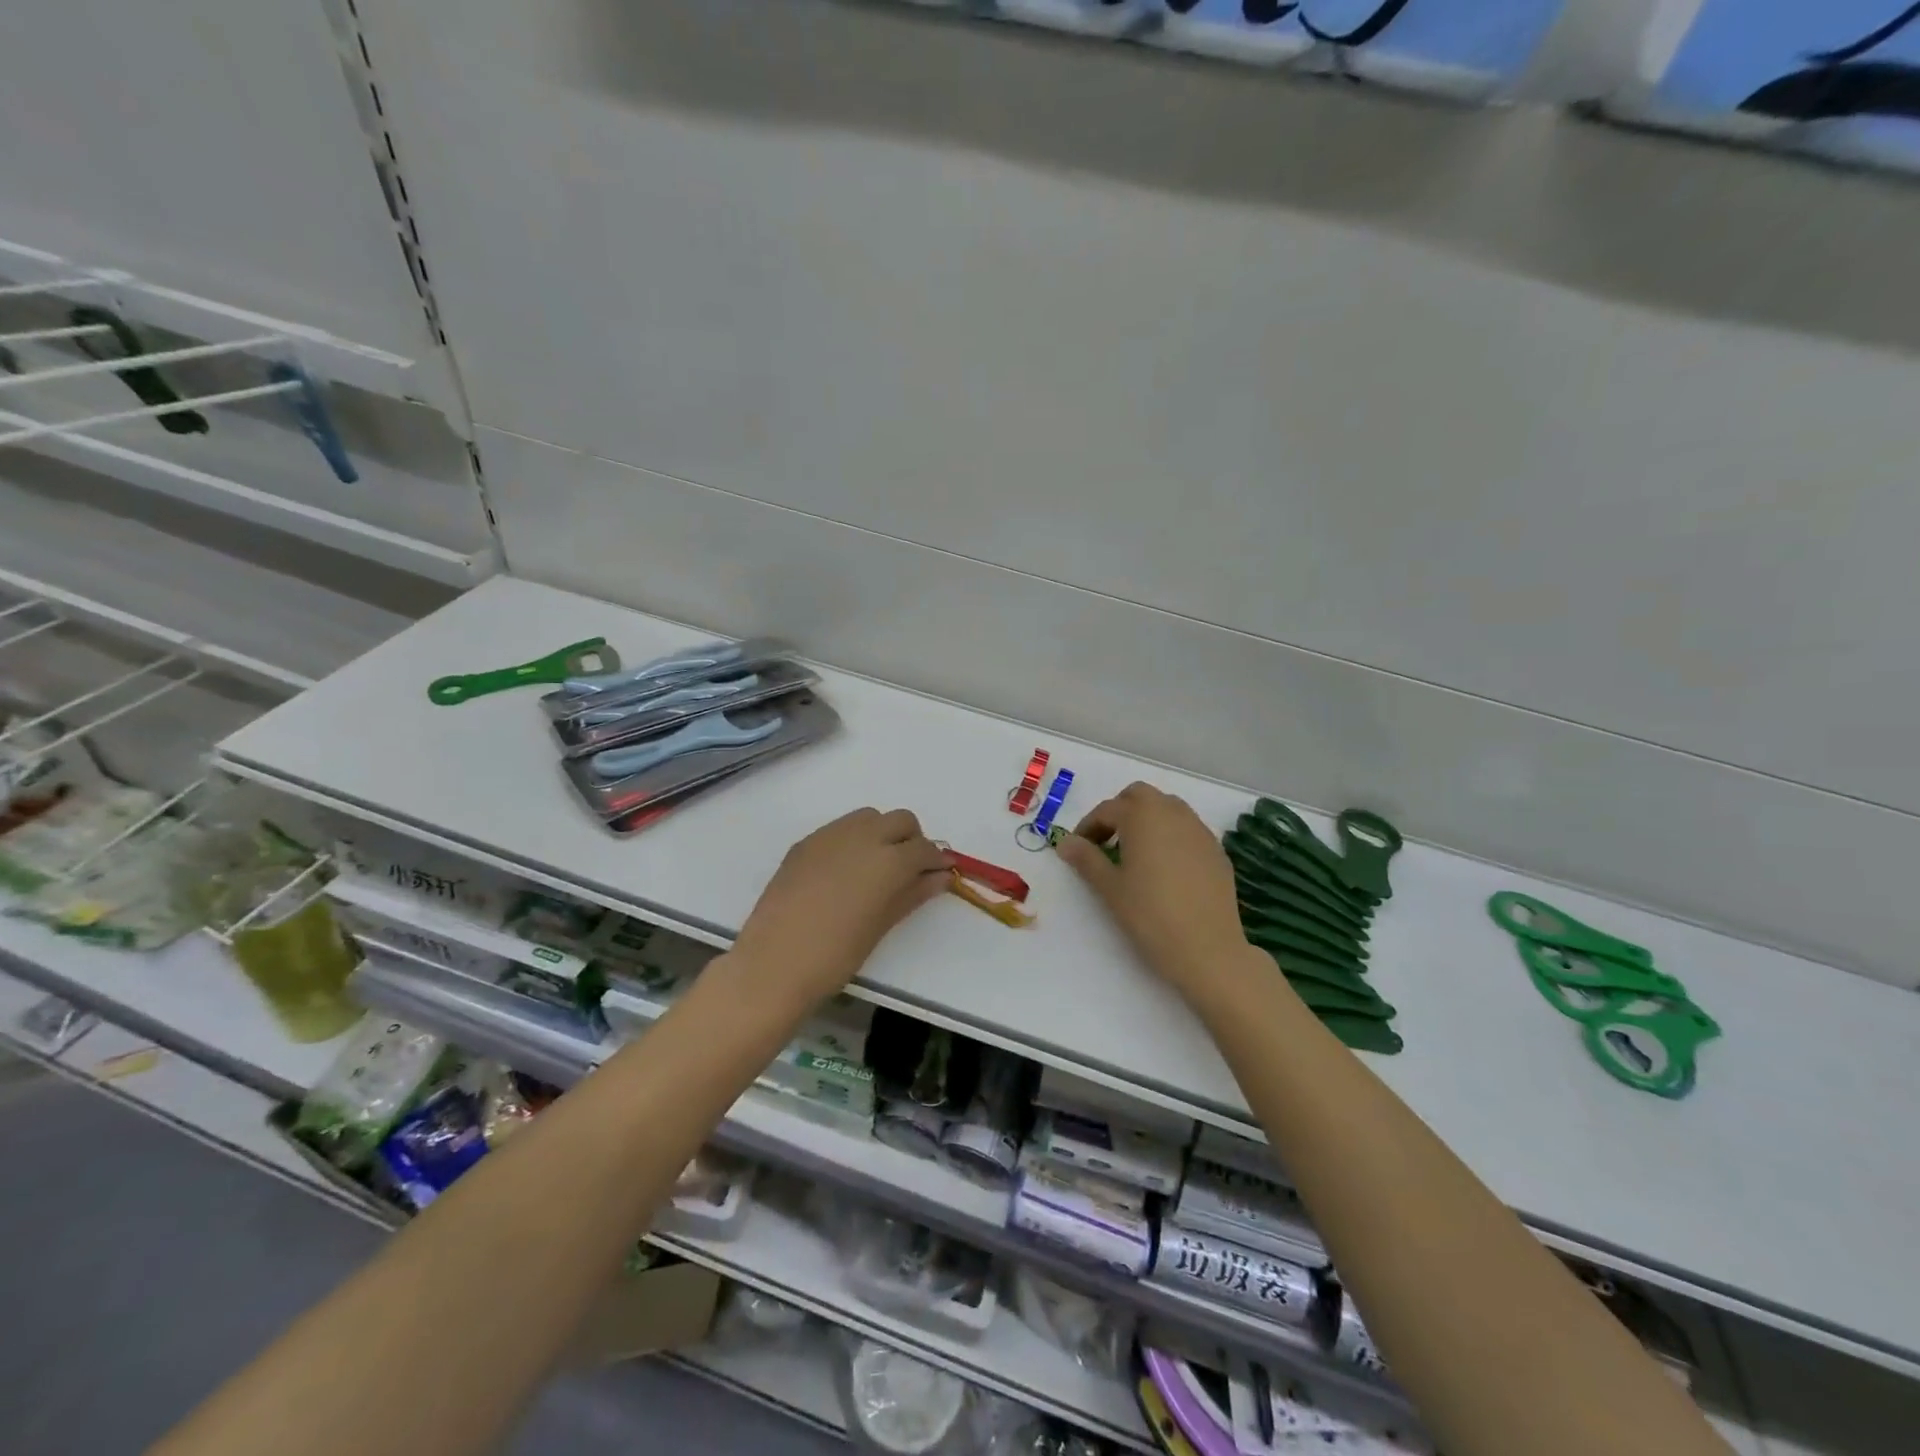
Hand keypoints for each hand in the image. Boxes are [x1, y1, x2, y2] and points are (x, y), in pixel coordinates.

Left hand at [728, 808, 951, 1010]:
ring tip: (875, 868)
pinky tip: (844, 872)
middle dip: (911, 840)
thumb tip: (939, 877)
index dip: (936, 861)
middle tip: (909, 871)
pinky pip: (840, 829)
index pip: (924, 848)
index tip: (940, 874)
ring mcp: (830, 835)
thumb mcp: (882, 925)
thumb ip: (913, 894)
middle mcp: (863, 836)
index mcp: (889, 860)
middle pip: (901, 820)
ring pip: (869, 817)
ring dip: (882, 833)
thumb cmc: (837, 954)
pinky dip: (853, 840)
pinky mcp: (806, 842)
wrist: (774, 963)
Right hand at [1055, 783, 1255, 1002]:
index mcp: (1142, 816)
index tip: (1078, 849)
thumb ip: (1086, 859)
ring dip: (1147, 820)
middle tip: (1106, 842)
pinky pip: (1187, 829)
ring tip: (1135, 853)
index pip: (1107, 810)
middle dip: (1120, 811)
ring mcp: (1199, 830)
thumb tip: (1064, 842)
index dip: (1088, 827)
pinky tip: (1164, 868)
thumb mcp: (1109, 887)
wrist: (1207, 949)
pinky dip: (1170, 836)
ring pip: (1167, 808)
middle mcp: (1172, 813)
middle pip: (1140, 796)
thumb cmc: (1149, 915)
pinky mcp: (1216, 850)